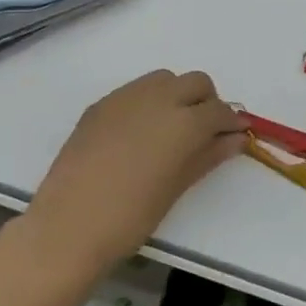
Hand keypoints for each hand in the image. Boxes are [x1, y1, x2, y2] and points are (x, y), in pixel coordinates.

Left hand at [23, 70, 246, 272]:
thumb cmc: (132, 216)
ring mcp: (125, 97)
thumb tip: (234, 139)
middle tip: (204, 133)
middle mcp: (158, 98)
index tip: (235, 136)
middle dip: (206, 102)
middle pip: (196, 82)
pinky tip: (139, 134)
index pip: (219, 110)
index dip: (231, 123)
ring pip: (164, 79)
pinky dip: (148, 102)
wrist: (69, 225)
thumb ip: (208, 156)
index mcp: (184, 122)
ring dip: (177, 95)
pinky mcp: (101, 104)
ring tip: (170, 130)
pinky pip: (135, 91)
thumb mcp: (177, 187)